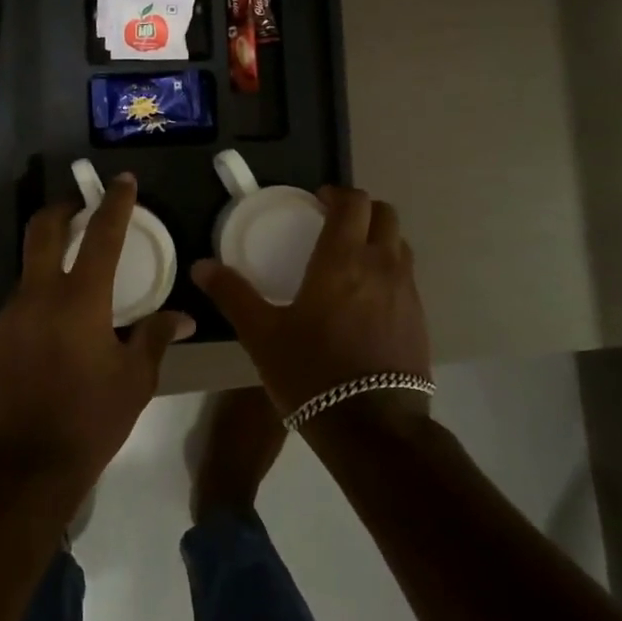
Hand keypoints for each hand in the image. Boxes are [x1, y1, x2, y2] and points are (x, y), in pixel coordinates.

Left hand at [0, 173, 192, 490]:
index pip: (101, 236)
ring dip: (51, 255)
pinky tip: (58, 320)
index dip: (114, 203)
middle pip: (43, 230)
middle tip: (81, 206)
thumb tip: (182, 316)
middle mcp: (40, 296)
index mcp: (81, 301)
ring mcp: (12, 314)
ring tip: (76, 273)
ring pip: (30, 266)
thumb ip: (155, 337)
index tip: (122, 181)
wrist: (28, 464)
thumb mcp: (136, 379)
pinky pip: (22, 299)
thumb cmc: (92, 419)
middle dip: (62, 208)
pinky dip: (41, 292)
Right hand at [192, 187, 431, 422]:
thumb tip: (201, 266)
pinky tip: (367, 300)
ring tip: (352, 259)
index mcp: (343, 259)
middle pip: (385, 214)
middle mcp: (382, 266)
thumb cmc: (312, 372)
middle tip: (335, 224)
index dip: (337, 193)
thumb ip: (233, 294)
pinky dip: (389, 271)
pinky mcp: (420, 320)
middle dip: (362, 210)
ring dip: (379, 239)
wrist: (373, 427)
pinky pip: (407, 278)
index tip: (318, 201)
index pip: (353, 202)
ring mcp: (407, 293)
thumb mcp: (262, 334)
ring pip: (400, 245)